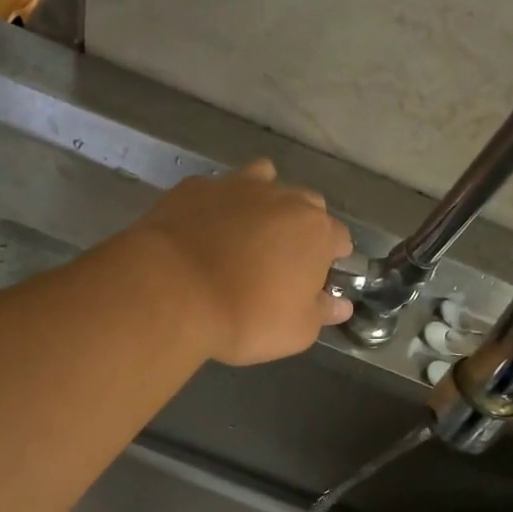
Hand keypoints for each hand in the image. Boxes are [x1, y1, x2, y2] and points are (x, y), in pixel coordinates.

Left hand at [131, 159, 353, 365]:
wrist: (172, 292)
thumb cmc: (245, 317)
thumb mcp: (296, 331)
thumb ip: (322, 313)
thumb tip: (341, 304)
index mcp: (315, 231)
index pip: (339, 237)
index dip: (331, 259)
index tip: (317, 280)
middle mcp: (283, 198)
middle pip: (306, 205)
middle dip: (300, 227)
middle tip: (280, 260)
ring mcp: (236, 186)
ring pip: (263, 180)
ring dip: (263, 202)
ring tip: (245, 232)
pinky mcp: (195, 187)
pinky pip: (216, 190)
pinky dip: (217, 205)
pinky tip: (203, 229)